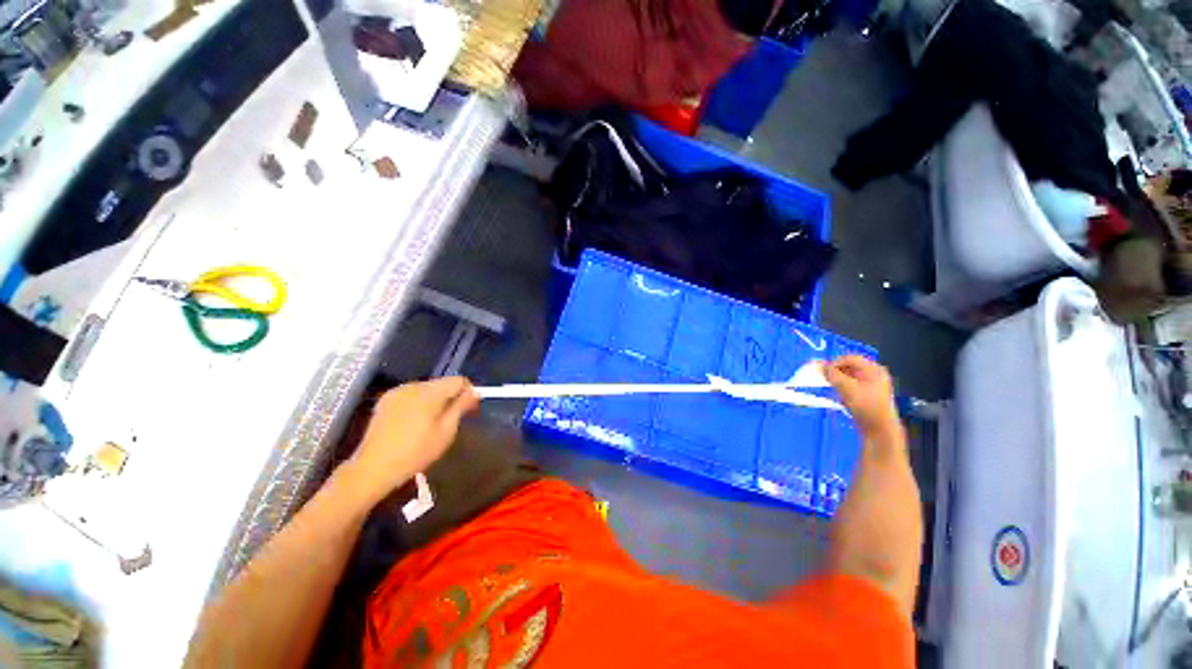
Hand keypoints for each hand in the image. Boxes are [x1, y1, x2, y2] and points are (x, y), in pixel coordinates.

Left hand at [343, 377, 478, 503]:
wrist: (373, 469)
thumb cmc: (415, 452)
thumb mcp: (446, 431)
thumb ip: (461, 407)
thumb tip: (475, 391)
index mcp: (429, 392)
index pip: (458, 380)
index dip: (468, 392)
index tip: (469, 410)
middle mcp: (413, 386)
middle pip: (442, 384)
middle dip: (451, 397)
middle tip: (452, 420)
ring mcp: (397, 392)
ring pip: (427, 389)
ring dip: (435, 401)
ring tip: (432, 423)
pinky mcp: (385, 401)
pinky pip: (411, 395)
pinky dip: (419, 404)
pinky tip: (415, 423)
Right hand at [825, 356, 901, 441]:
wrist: (879, 430)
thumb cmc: (866, 406)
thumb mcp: (848, 388)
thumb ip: (833, 375)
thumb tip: (821, 366)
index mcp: (874, 369)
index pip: (850, 358)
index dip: (834, 362)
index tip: (822, 371)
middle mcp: (874, 375)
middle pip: (849, 367)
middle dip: (835, 372)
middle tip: (823, 378)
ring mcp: (871, 386)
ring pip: (848, 377)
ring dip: (837, 381)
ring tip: (829, 387)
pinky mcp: (866, 396)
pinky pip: (851, 387)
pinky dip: (842, 388)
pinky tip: (838, 396)